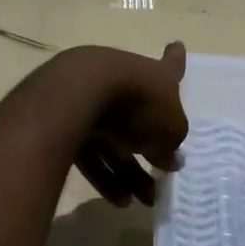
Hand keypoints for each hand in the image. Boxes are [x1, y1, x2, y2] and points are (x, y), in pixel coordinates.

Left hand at [60, 42, 187, 207]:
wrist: (81, 95)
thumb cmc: (140, 104)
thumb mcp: (171, 129)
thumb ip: (173, 144)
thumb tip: (171, 158)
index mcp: (156, 76)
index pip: (172, 66)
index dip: (176, 59)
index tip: (177, 45)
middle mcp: (125, 83)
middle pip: (142, 118)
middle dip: (152, 151)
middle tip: (161, 180)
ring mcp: (94, 99)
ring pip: (115, 140)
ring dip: (129, 172)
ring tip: (142, 201)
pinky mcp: (68, 121)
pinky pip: (91, 152)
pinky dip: (104, 174)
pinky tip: (118, 200)